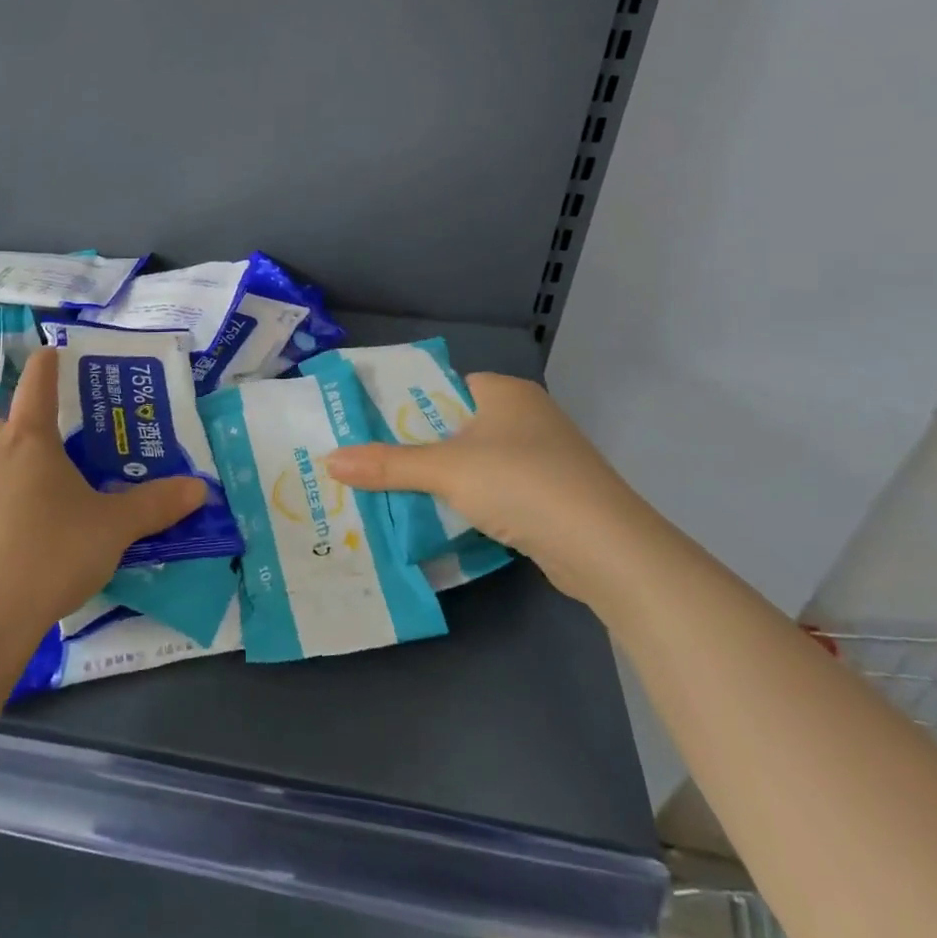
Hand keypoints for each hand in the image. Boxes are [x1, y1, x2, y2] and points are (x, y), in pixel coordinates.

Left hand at [0, 348, 207, 632]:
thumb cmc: (49, 555)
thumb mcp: (113, 530)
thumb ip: (155, 506)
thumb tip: (200, 488)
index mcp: (29, 442)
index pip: (37, 386)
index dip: (46, 367)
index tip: (49, 352)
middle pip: (2, 431)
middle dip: (23, 438)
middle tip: (47, 462)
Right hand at [325, 373, 654, 602]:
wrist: (606, 549)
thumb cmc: (522, 484)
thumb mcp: (446, 470)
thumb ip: (387, 465)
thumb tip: (329, 461)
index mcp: (504, 392)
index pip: (443, 387)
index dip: (406, 406)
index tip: (368, 428)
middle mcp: (526, 417)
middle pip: (455, 427)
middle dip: (417, 449)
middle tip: (371, 465)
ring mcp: (544, 458)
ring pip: (476, 464)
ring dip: (442, 482)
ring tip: (393, 495)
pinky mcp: (552, 498)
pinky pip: (496, 492)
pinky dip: (470, 504)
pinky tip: (440, 521)